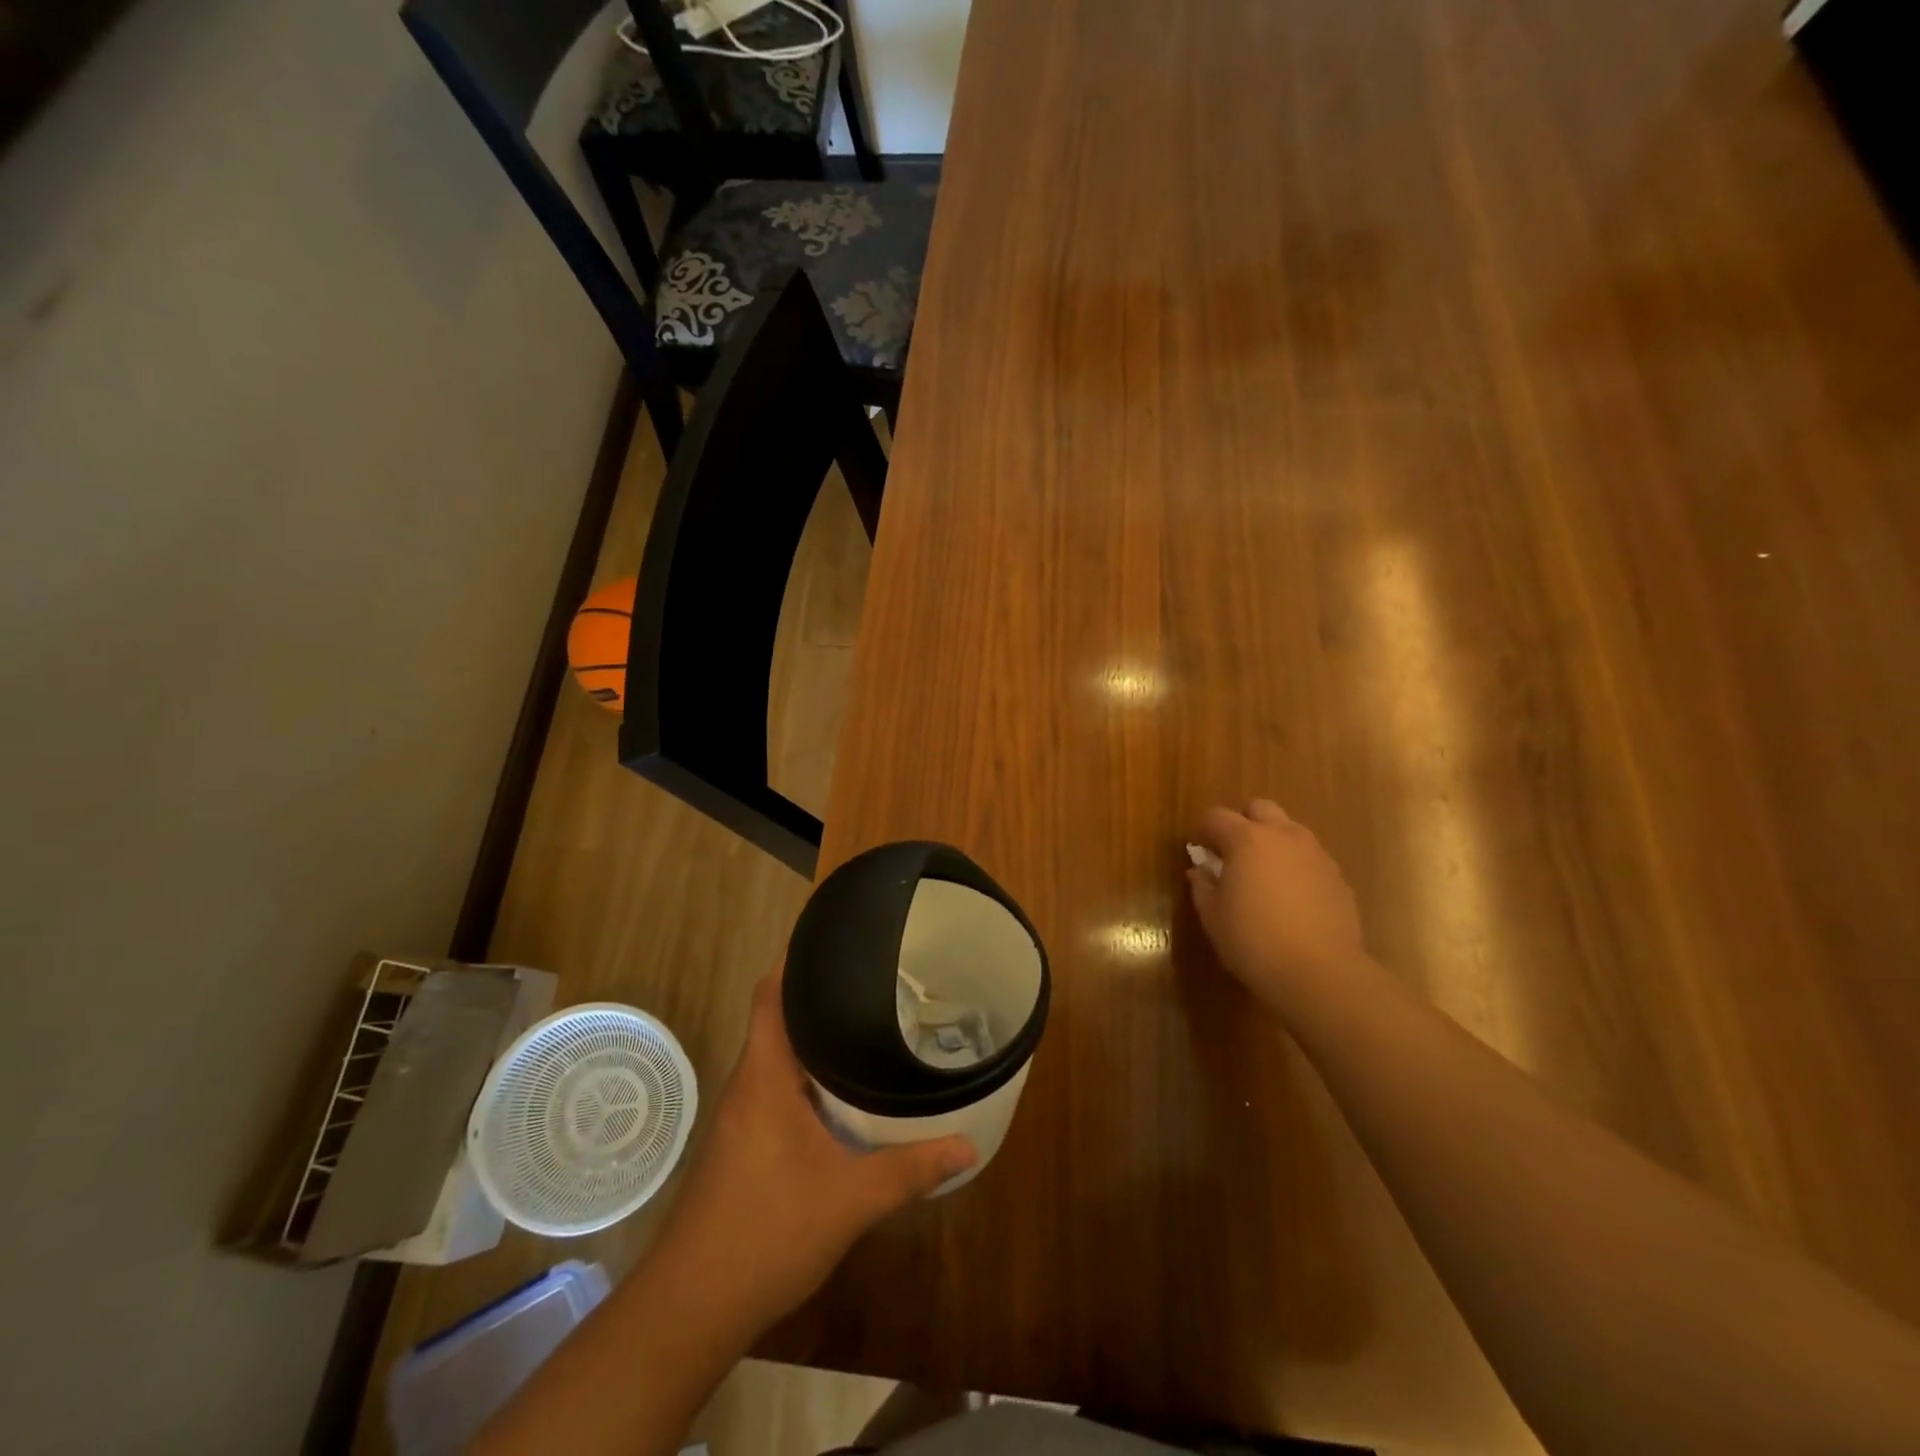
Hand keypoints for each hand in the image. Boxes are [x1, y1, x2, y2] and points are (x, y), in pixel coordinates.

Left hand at [652, 973, 976, 1338]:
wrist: (690, 1308)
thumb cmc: (765, 1233)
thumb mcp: (849, 1201)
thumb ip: (910, 1171)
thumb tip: (968, 1146)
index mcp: (765, 1075)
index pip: (770, 993)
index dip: (796, 959)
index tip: (836, 938)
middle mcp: (748, 1084)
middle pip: (779, 1017)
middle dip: (822, 996)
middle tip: (876, 982)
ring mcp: (741, 1115)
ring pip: (779, 1055)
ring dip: (815, 1039)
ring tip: (868, 1024)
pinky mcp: (742, 1143)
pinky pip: (777, 1086)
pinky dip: (809, 1076)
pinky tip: (843, 1092)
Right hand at [1186, 800, 1368, 1014]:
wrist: (1321, 973)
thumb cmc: (1254, 941)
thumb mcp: (1213, 917)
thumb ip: (1203, 886)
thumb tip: (1200, 871)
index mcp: (1247, 839)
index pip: (1216, 816)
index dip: (1202, 830)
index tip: (1198, 851)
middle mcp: (1284, 836)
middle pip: (1260, 809)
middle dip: (1243, 823)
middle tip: (1233, 855)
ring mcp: (1316, 855)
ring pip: (1290, 831)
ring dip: (1272, 843)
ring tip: (1263, 877)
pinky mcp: (1338, 877)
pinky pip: (1310, 858)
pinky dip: (1295, 867)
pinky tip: (1290, 899)